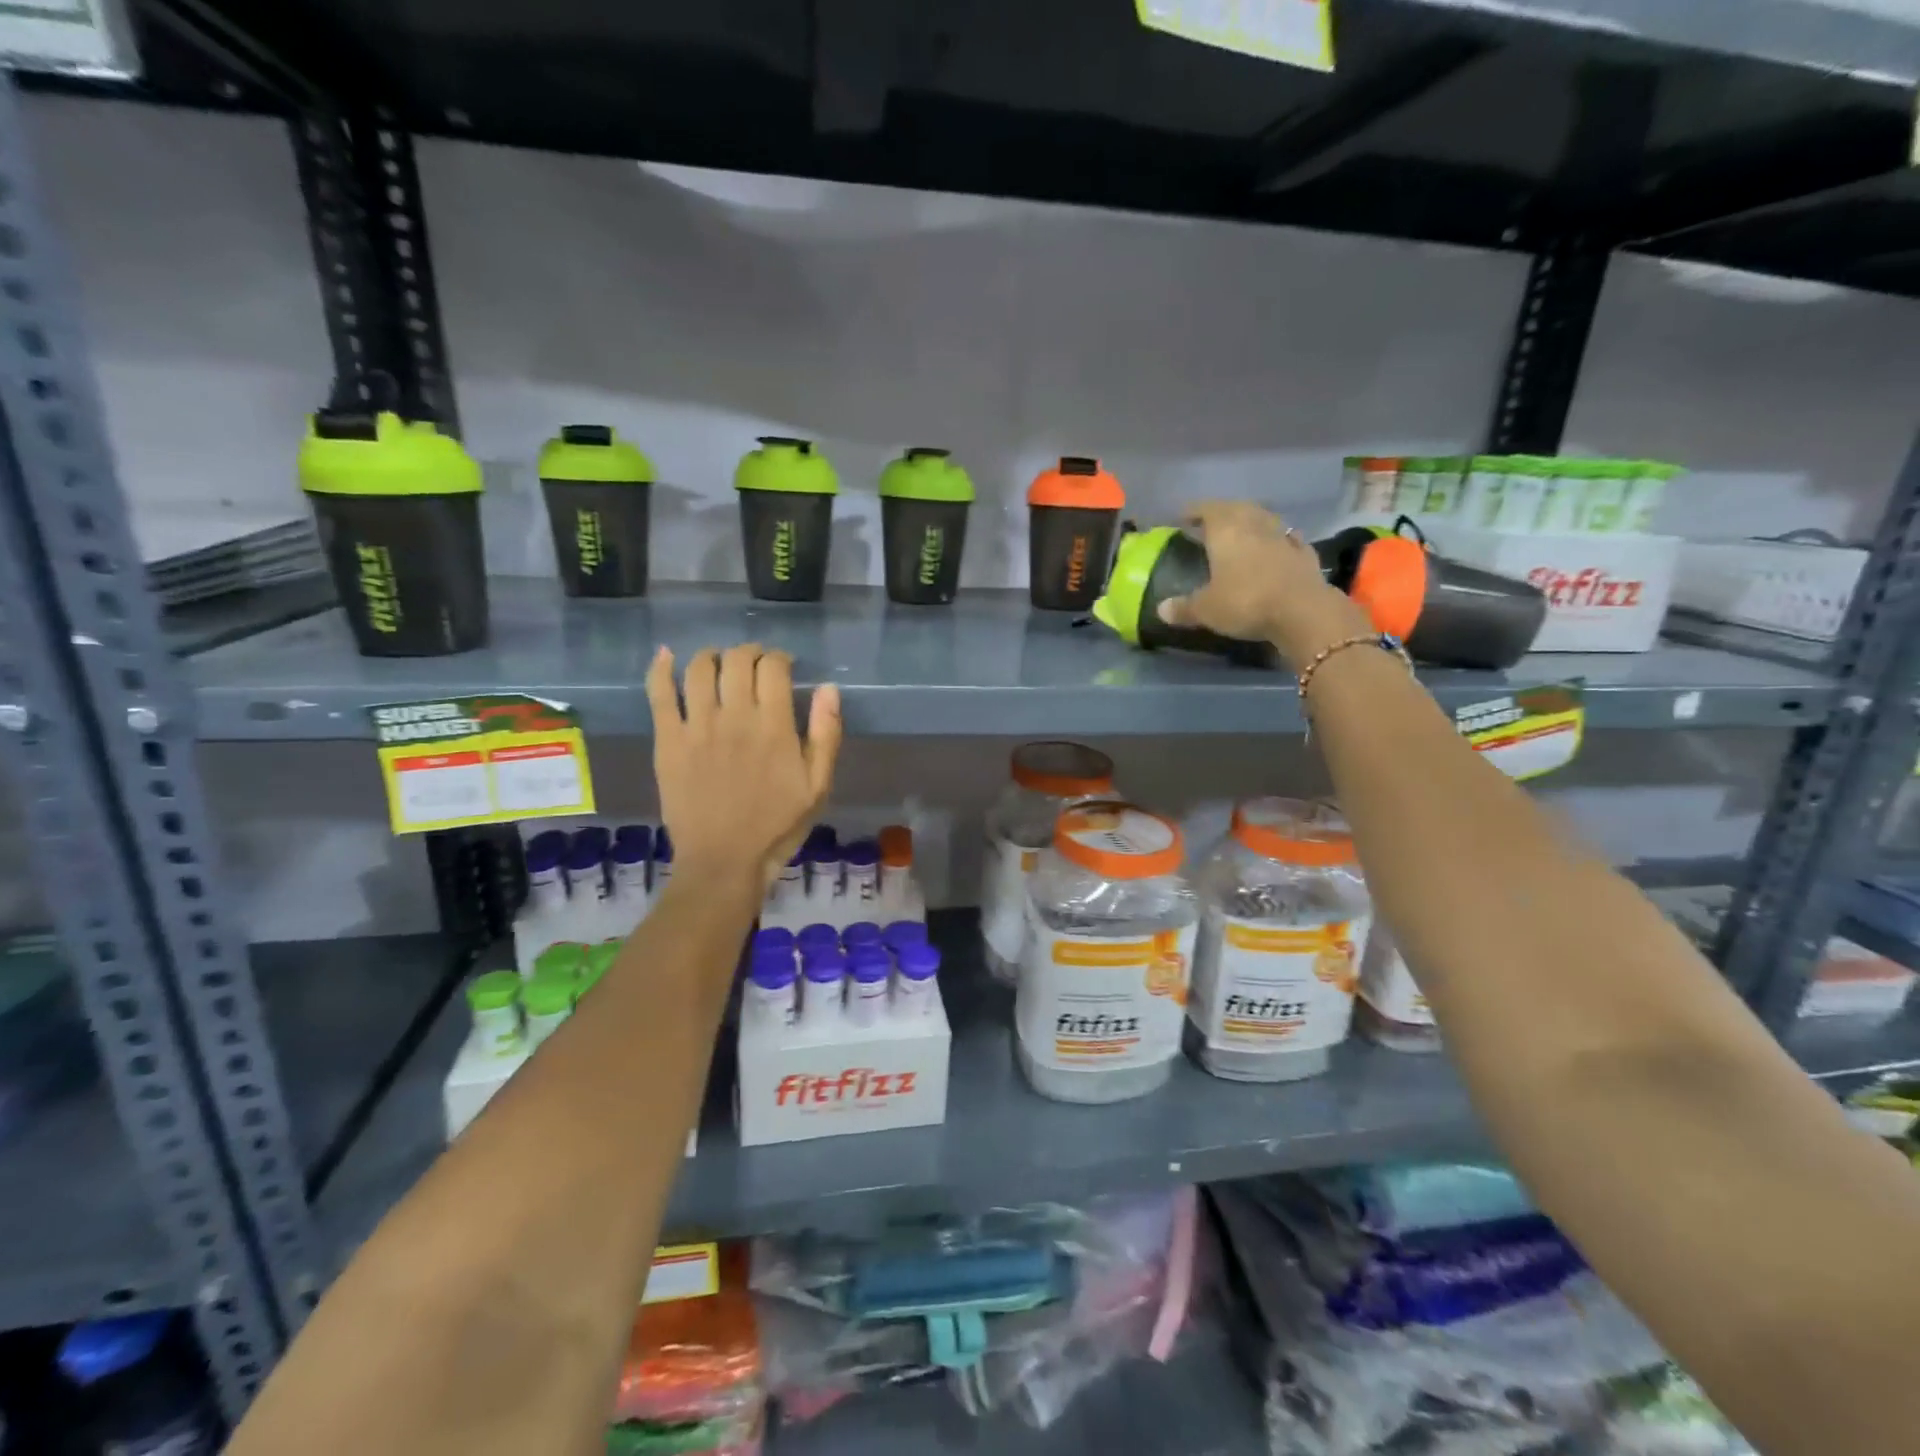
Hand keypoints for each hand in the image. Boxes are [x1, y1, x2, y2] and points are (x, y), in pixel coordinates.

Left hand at [646, 644, 841, 888]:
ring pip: (699, 669)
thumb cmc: (777, 826)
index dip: (780, 658)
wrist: (723, 862)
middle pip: (737, 660)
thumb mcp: (818, 786)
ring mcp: (696, 728)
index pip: (773, 668)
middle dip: (749, 652)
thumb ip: (826, 734)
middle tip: (754, 664)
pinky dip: (661, 669)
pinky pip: (659, 695)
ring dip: (712, 655)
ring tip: (719, 662)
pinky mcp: (667, 742)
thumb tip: (828, 688)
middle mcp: (734, 717)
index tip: (783, 667)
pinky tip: (666, 655)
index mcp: (774, 727)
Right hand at [1155, 501, 1374, 670]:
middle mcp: (1255, 526)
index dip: (1194, 511)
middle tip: (1211, 521)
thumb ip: (1184, 607)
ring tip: (1243, 529)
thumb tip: (1161, 609)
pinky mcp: (1305, 554)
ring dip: (1253, 520)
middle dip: (1224, 511)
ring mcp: (1283, 538)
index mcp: (1226, 531)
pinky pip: (1289, 539)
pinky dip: (1280, 539)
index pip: (1208, 510)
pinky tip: (1279, 544)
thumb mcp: (1206, 610)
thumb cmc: (1245, 602)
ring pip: (1265, 519)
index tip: (1183, 516)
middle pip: (1238, 509)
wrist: (1302, 611)